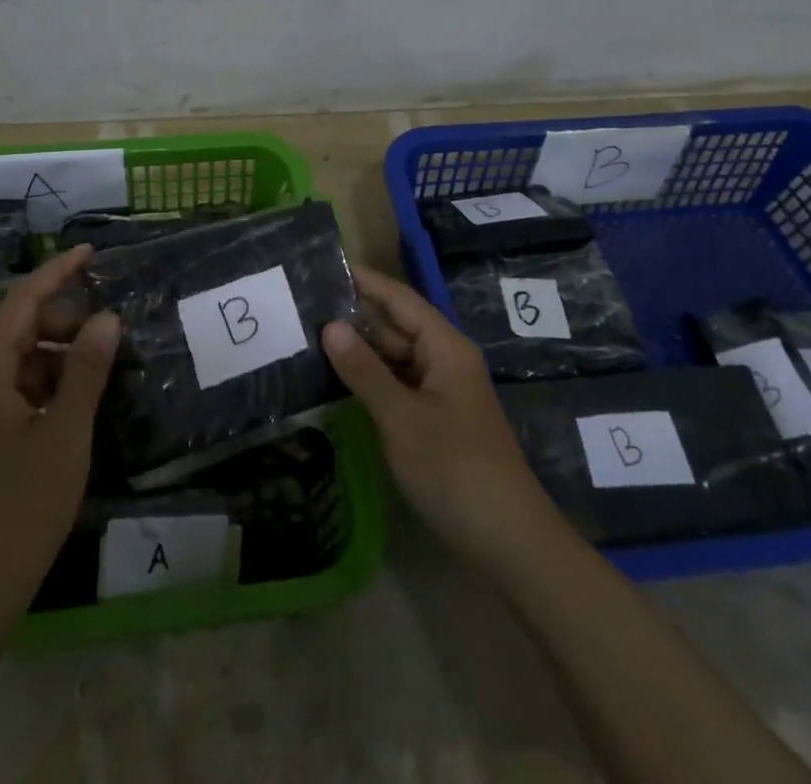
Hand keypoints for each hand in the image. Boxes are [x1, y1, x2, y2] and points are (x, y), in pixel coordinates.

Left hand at [0, 245, 120, 632]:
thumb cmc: (19, 510)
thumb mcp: (65, 434)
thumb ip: (86, 370)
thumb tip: (107, 317)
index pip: (21, 302)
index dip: (56, 272)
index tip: (90, 252)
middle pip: (17, 329)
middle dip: (63, 319)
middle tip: (109, 329)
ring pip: (16, 361)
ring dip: (56, 354)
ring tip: (98, 366)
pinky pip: (11, 390)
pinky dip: (44, 383)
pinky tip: (74, 402)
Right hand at [324, 265, 560, 573]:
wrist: (509, 543)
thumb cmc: (455, 469)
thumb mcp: (401, 418)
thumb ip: (364, 370)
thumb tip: (329, 325)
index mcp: (445, 347)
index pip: (399, 299)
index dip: (363, 281)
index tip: (322, 267)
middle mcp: (444, 360)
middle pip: (395, 327)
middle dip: (353, 318)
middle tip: (300, 309)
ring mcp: (441, 392)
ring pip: (395, 359)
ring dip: (359, 352)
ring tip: (307, 340)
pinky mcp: (436, 420)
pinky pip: (398, 386)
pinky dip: (370, 381)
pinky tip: (336, 382)